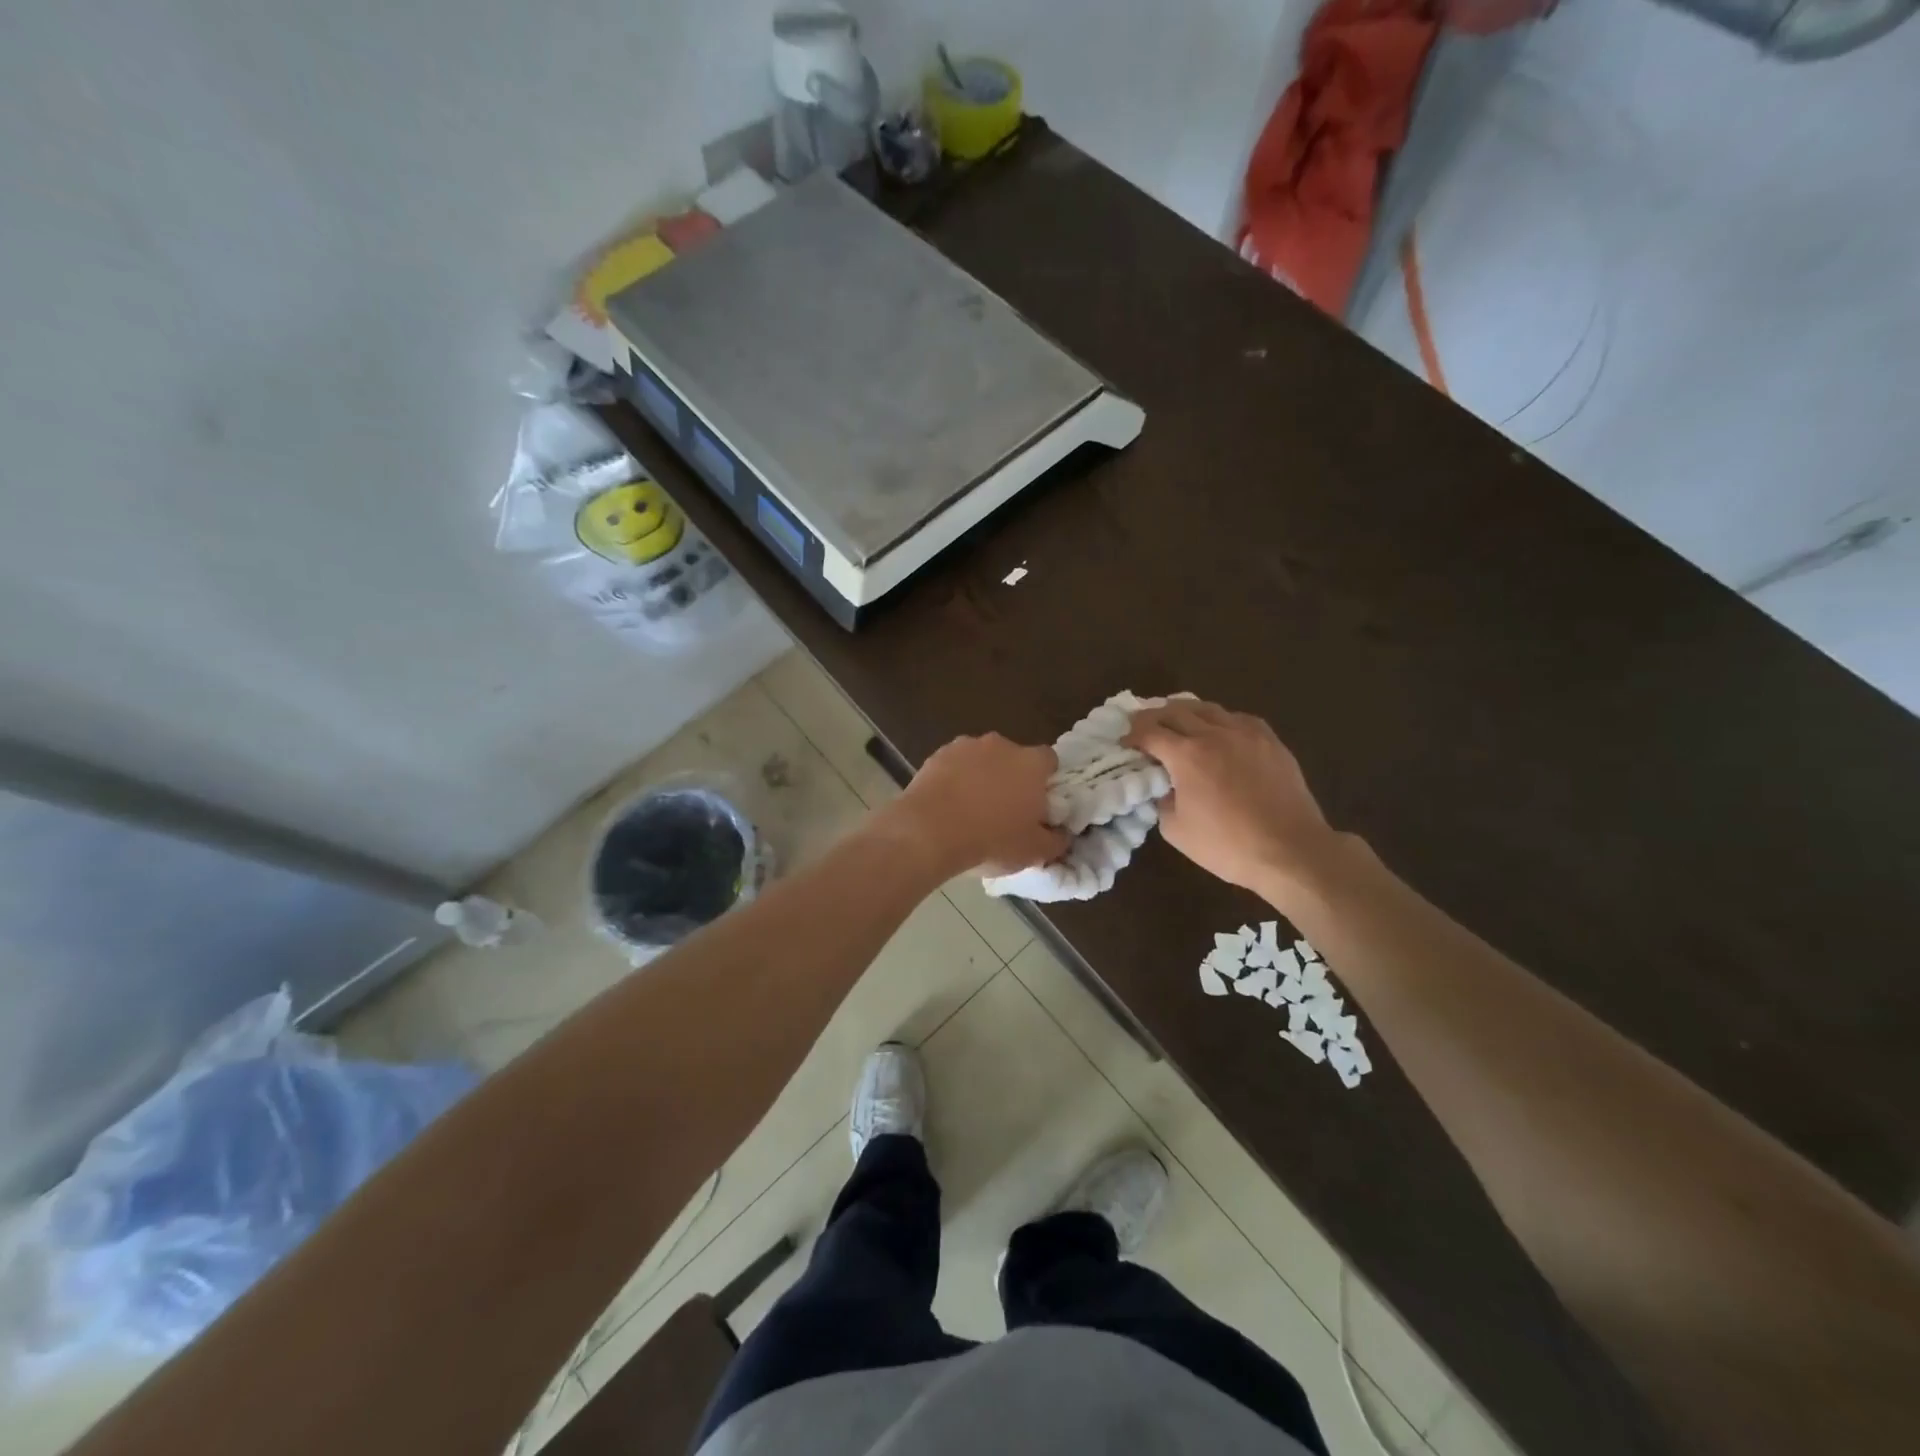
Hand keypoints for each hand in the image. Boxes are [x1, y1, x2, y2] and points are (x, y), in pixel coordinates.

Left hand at [883, 734, 1068, 877]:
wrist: (929, 832)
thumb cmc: (991, 840)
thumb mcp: (1034, 851)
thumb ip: (1056, 841)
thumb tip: (1061, 834)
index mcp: (1031, 763)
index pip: (1049, 760)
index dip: (1045, 780)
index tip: (1038, 803)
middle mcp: (1001, 746)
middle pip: (1014, 757)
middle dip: (1012, 777)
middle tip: (1005, 810)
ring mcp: (966, 746)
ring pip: (982, 759)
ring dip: (981, 776)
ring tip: (971, 809)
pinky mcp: (937, 754)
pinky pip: (954, 765)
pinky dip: (955, 779)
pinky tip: (948, 805)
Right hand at [1124, 700, 1344, 907]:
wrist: (1291, 851)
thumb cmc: (1228, 846)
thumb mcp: (1176, 831)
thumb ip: (1162, 801)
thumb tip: (1166, 788)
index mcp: (1187, 755)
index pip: (1149, 732)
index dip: (1132, 735)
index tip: (1125, 743)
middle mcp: (1214, 734)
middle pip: (1175, 711)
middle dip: (1153, 717)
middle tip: (1143, 727)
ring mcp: (1246, 734)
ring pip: (1207, 708)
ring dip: (1185, 712)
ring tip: (1177, 721)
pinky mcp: (1270, 741)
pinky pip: (1238, 718)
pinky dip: (1219, 719)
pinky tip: (1218, 731)